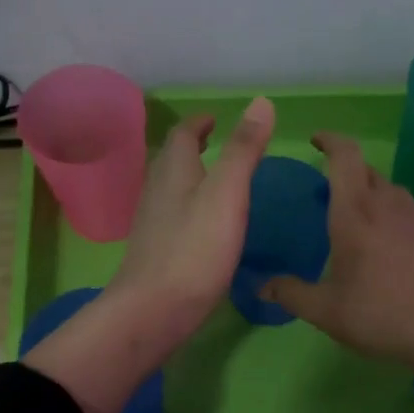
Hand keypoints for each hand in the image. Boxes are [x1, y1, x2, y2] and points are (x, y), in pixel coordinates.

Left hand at [24, 97, 274, 412]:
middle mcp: (157, 192)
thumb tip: (260, 101)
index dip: (199, 123)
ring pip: (169, 189)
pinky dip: (188, 208)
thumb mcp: (227, 194)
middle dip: (192, 147)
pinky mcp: (156, 253)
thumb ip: (244, 150)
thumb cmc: (195, 250)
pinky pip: (172, 218)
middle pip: (171, 160)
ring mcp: (153, 225)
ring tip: (212, 180)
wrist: (154, 311)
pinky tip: (202, 227)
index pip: (182, 135)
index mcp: (174, 172)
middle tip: (214, 143)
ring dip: (188, 177)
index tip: (214, 119)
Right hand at [261, 132, 413, 412]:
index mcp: (354, 214)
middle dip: (348, 171)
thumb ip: (291, 294)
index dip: (330, 141)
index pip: (345, 157)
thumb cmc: (378, 315)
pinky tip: (405, 229)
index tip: (316, 141)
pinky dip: (406, 215)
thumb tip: (261, 287)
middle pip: (368, 172)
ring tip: (365, 212)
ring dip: (377, 192)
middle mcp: (387, 207)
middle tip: (332, 188)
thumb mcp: (325, 311)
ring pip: (395, 191)